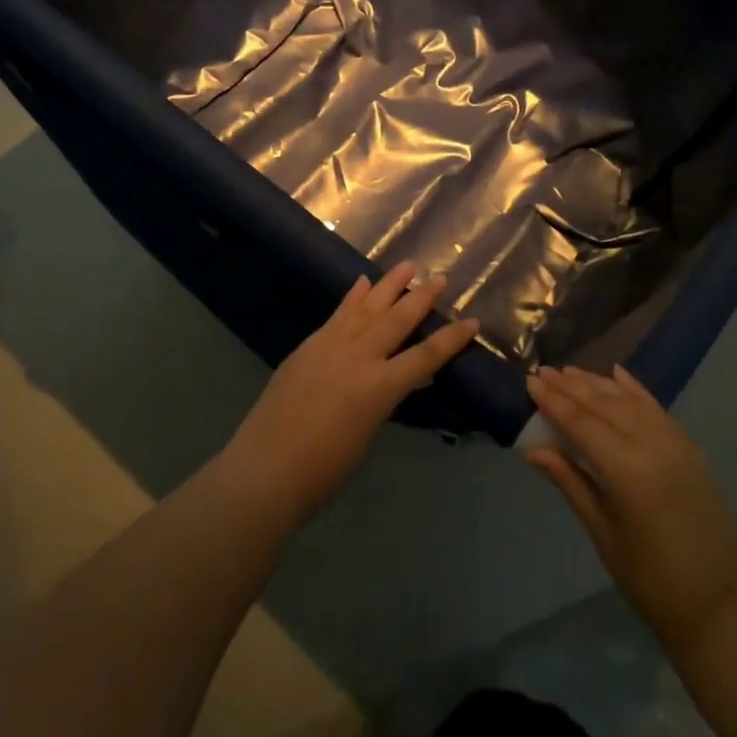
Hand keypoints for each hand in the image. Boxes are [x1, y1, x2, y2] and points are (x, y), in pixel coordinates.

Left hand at [223, 262, 479, 520]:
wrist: (265, 470)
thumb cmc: (324, 470)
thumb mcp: (368, 435)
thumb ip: (384, 400)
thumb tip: (398, 380)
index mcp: (380, 387)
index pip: (426, 356)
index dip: (452, 339)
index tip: (472, 321)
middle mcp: (359, 357)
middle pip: (398, 319)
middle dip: (422, 298)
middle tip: (440, 277)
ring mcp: (330, 346)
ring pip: (367, 307)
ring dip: (389, 285)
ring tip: (407, 266)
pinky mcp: (308, 346)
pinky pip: (338, 314)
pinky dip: (352, 297)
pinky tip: (361, 283)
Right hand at [524, 366, 736, 657]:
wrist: (723, 604)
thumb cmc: (653, 580)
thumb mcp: (604, 534)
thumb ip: (571, 483)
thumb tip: (533, 450)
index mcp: (628, 470)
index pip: (582, 424)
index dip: (554, 402)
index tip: (530, 381)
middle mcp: (653, 445)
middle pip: (604, 406)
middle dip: (571, 387)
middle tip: (544, 371)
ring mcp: (676, 442)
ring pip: (629, 401)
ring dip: (598, 384)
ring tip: (570, 371)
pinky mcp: (690, 447)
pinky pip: (656, 408)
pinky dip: (634, 390)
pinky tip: (617, 374)